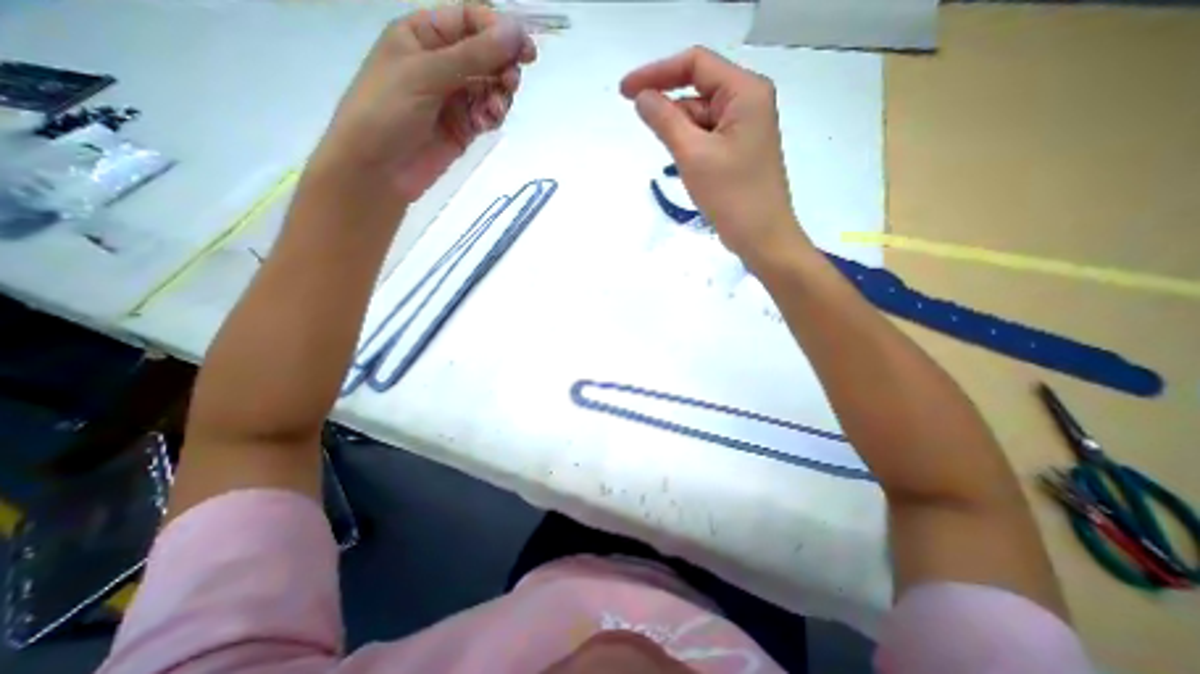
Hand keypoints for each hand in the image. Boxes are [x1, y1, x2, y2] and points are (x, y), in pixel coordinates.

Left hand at [310, 6, 535, 199]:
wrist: (377, 170)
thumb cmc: (387, 111)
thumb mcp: (426, 74)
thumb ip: (474, 55)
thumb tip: (517, 31)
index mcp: (423, 35)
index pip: (469, 20)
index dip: (498, 30)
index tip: (526, 49)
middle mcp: (441, 63)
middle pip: (486, 54)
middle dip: (503, 67)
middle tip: (509, 83)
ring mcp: (454, 98)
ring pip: (491, 87)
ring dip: (499, 96)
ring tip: (493, 111)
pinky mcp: (464, 128)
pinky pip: (488, 114)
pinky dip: (492, 117)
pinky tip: (484, 124)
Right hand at [624, 47, 809, 265]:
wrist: (762, 238)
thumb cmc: (732, 195)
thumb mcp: (693, 154)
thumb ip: (665, 120)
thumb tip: (641, 97)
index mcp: (745, 92)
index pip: (695, 64)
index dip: (656, 73)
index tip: (624, 92)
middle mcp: (748, 103)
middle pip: (698, 93)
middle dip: (671, 114)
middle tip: (655, 142)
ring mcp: (744, 129)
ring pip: (700, 120)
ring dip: (681, 137)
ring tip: (683, 167)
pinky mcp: (738, 151)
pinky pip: (707, 139)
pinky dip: (691, 149)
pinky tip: (689, 170)